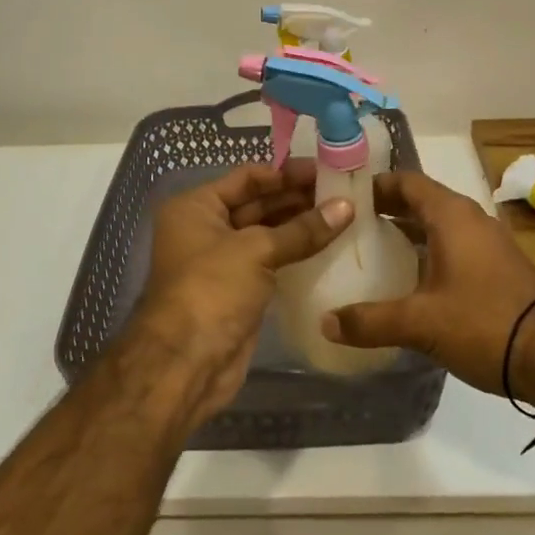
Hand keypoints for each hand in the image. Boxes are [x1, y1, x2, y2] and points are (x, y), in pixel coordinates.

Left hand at [128, 161, 352, 429]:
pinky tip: (329, 245)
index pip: (247, 177)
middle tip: (342, 192)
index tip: (324, 170)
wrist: (187, 364)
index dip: (285, 173)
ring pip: (267, 234)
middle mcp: (206, 228)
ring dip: (300, 225)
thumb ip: (302, 229)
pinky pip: (272, 262)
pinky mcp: (240, 290)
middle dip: (296, 198)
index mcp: (197, 207)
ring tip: (343, 215)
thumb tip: (347, 206)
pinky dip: (296, 253)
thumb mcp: (256, 250)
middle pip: (258, 203)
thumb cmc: (212, 289)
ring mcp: (222, 261)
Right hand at [320, 170, 534, 396]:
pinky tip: (411, 281)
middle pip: (421, 201)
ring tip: (372, 253)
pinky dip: (429, 252)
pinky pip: (454, 246)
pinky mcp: (499, 267)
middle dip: (387, 210)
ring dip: (408, 233)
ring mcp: (488, 243)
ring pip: (439, 225)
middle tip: (350, 227)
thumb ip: (370, 321)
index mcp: (450, 215)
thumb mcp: (420, 323)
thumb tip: (325, 323)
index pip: (406, 181)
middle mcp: (470, 219)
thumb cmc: (484, 322)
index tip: (344, 197)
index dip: (375, 185)